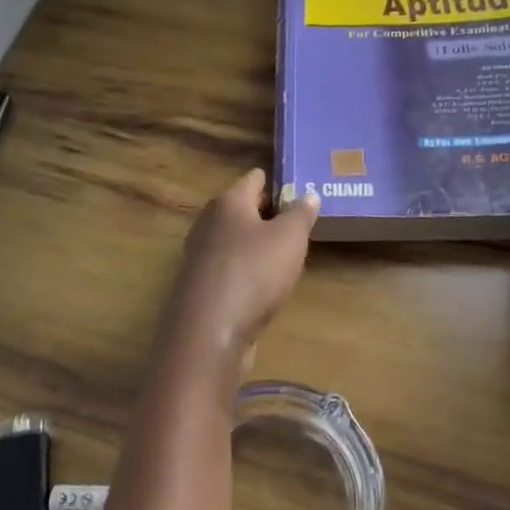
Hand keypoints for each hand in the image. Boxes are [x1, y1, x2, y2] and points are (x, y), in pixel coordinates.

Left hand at [159, 169, 319, 362]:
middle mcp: (209, 223)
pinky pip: (229, 267)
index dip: (276, 180)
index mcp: (229, 202)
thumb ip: (300, 213)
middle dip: (266, 212)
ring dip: (255, 242)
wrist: (210, 329)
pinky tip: (263, 280)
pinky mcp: (201, 286)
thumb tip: (308, 194)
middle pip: (241, 209)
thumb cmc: (254, 270)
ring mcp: (200, 256)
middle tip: (296, 217)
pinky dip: (246, 268)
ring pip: (233, 239)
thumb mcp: (290, 238)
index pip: (253, 179)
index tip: (297, 184)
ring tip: (284, 249)